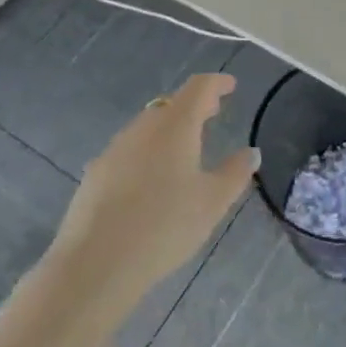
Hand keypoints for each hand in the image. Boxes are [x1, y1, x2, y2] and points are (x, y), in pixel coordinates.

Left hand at [49, 74, 256, 301]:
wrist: (95, 263)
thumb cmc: (165, 226)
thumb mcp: (212, 202)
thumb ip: (235, 173)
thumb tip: (251, 152)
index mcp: (175, 126)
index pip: (199, 88)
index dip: (216, 83)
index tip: (230, 85)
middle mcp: (143, 128)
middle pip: (171, 105)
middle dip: (193, 107)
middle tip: (212, 113)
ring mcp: (114, 150)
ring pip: (147, 128)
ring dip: (168, 130)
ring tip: (184, 148)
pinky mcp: (94, 175)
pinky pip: (128, 152)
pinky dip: (146, 153)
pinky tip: (149, 180)